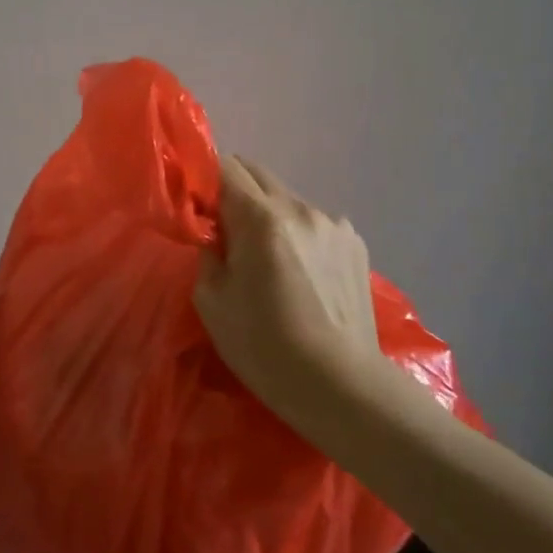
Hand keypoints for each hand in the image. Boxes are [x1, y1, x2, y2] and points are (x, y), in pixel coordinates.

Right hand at [194, 156, 382, 438]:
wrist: (339, 384)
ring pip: (287, 199)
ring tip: (266, 259)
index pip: (226, 167)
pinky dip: (297, 234)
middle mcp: (301, 209)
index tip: (196, 206)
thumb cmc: (264, 346)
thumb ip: (209, 252)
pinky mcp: (356, 245)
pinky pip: (313, 223)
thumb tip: (217, 234)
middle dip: (234, 191)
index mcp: (262, 219)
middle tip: (223, 230)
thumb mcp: (211, 301)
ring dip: (268, 215)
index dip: (205, 179)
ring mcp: (334, 225)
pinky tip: (299, 273)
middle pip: (258, 174)